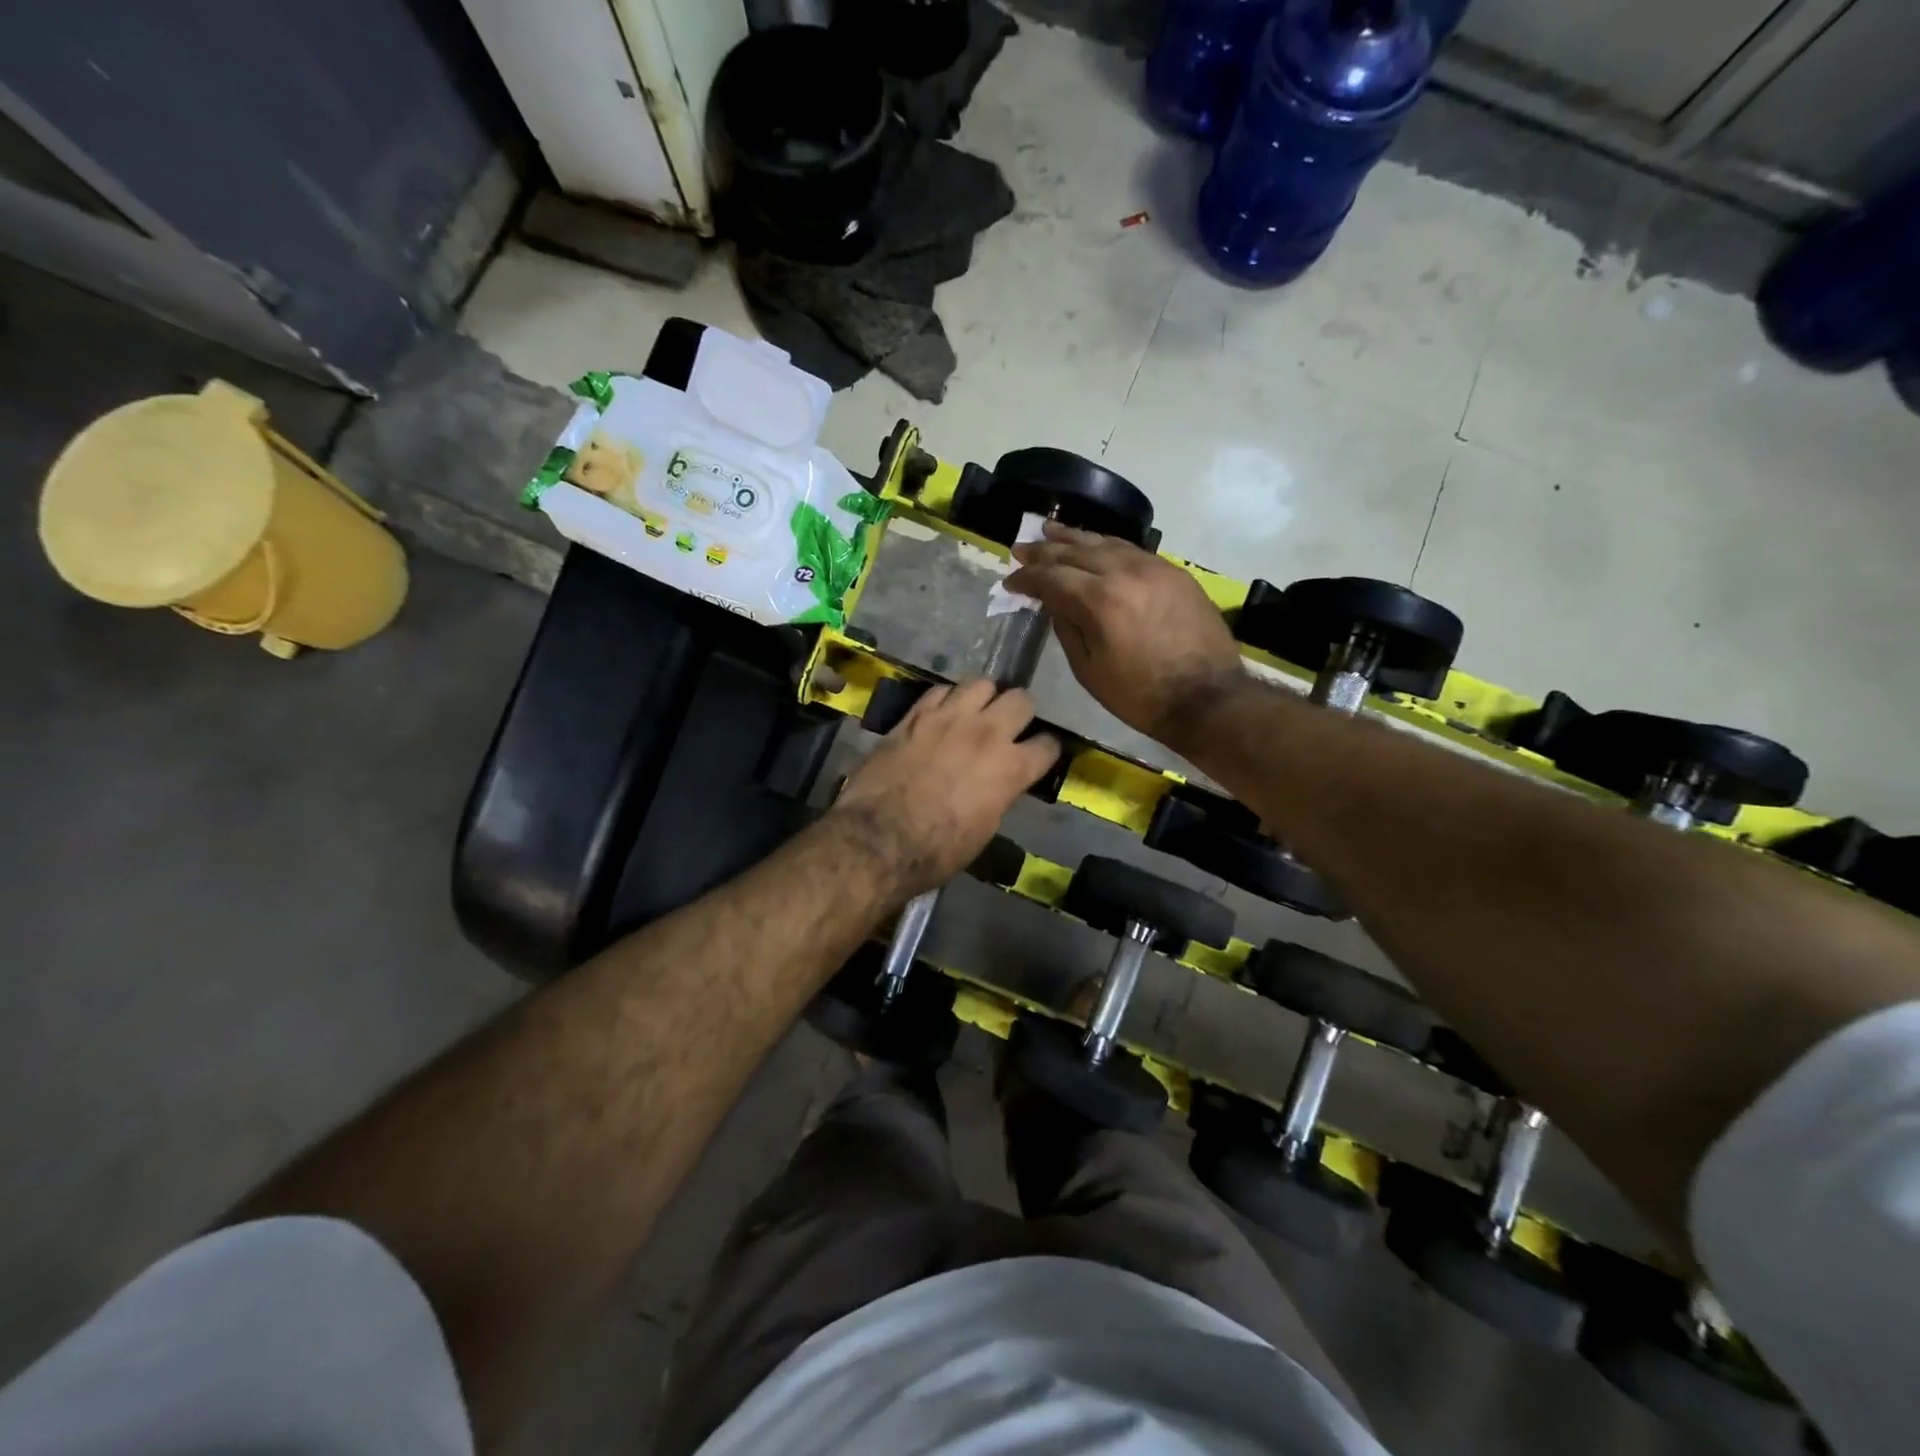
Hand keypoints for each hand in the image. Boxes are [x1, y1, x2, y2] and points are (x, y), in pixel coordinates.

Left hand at [832, 680, 1060, 900]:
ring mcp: (950, 718)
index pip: (1048, 745)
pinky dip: (946, 700)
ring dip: (983, 697)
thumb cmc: (937, 849)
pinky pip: (940, 690)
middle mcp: (987, 733)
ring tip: (975, 711)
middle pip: (1021, 699)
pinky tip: (941, 714)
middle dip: (1020, 712)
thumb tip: (999, 783)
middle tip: (1009, 726)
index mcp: (1011, 768)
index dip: (1046, 750)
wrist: (879, 837)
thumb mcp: (984, 829)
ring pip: (982, 683)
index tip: (1039, 754)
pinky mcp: (915, 714)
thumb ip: (999, 794)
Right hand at [1006, 523, 1245, 747]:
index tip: (1010, 581)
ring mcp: (1153, 567)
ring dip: (1073, 538)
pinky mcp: (1173, 572)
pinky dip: (1106, 545)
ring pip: (1105, 543)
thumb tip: (1054, 602)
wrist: (1207, 697)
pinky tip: (1094, 546)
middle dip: (1044, 551)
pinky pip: (1131, 549)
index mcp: (1100, 601)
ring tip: (1050, 531)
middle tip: (1021, 548)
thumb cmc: (1140, 696)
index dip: (1027, 578)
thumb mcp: (1089, 670)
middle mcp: (1125, 572)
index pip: (1052, 577)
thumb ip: (1067, 628)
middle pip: (1075, 551)